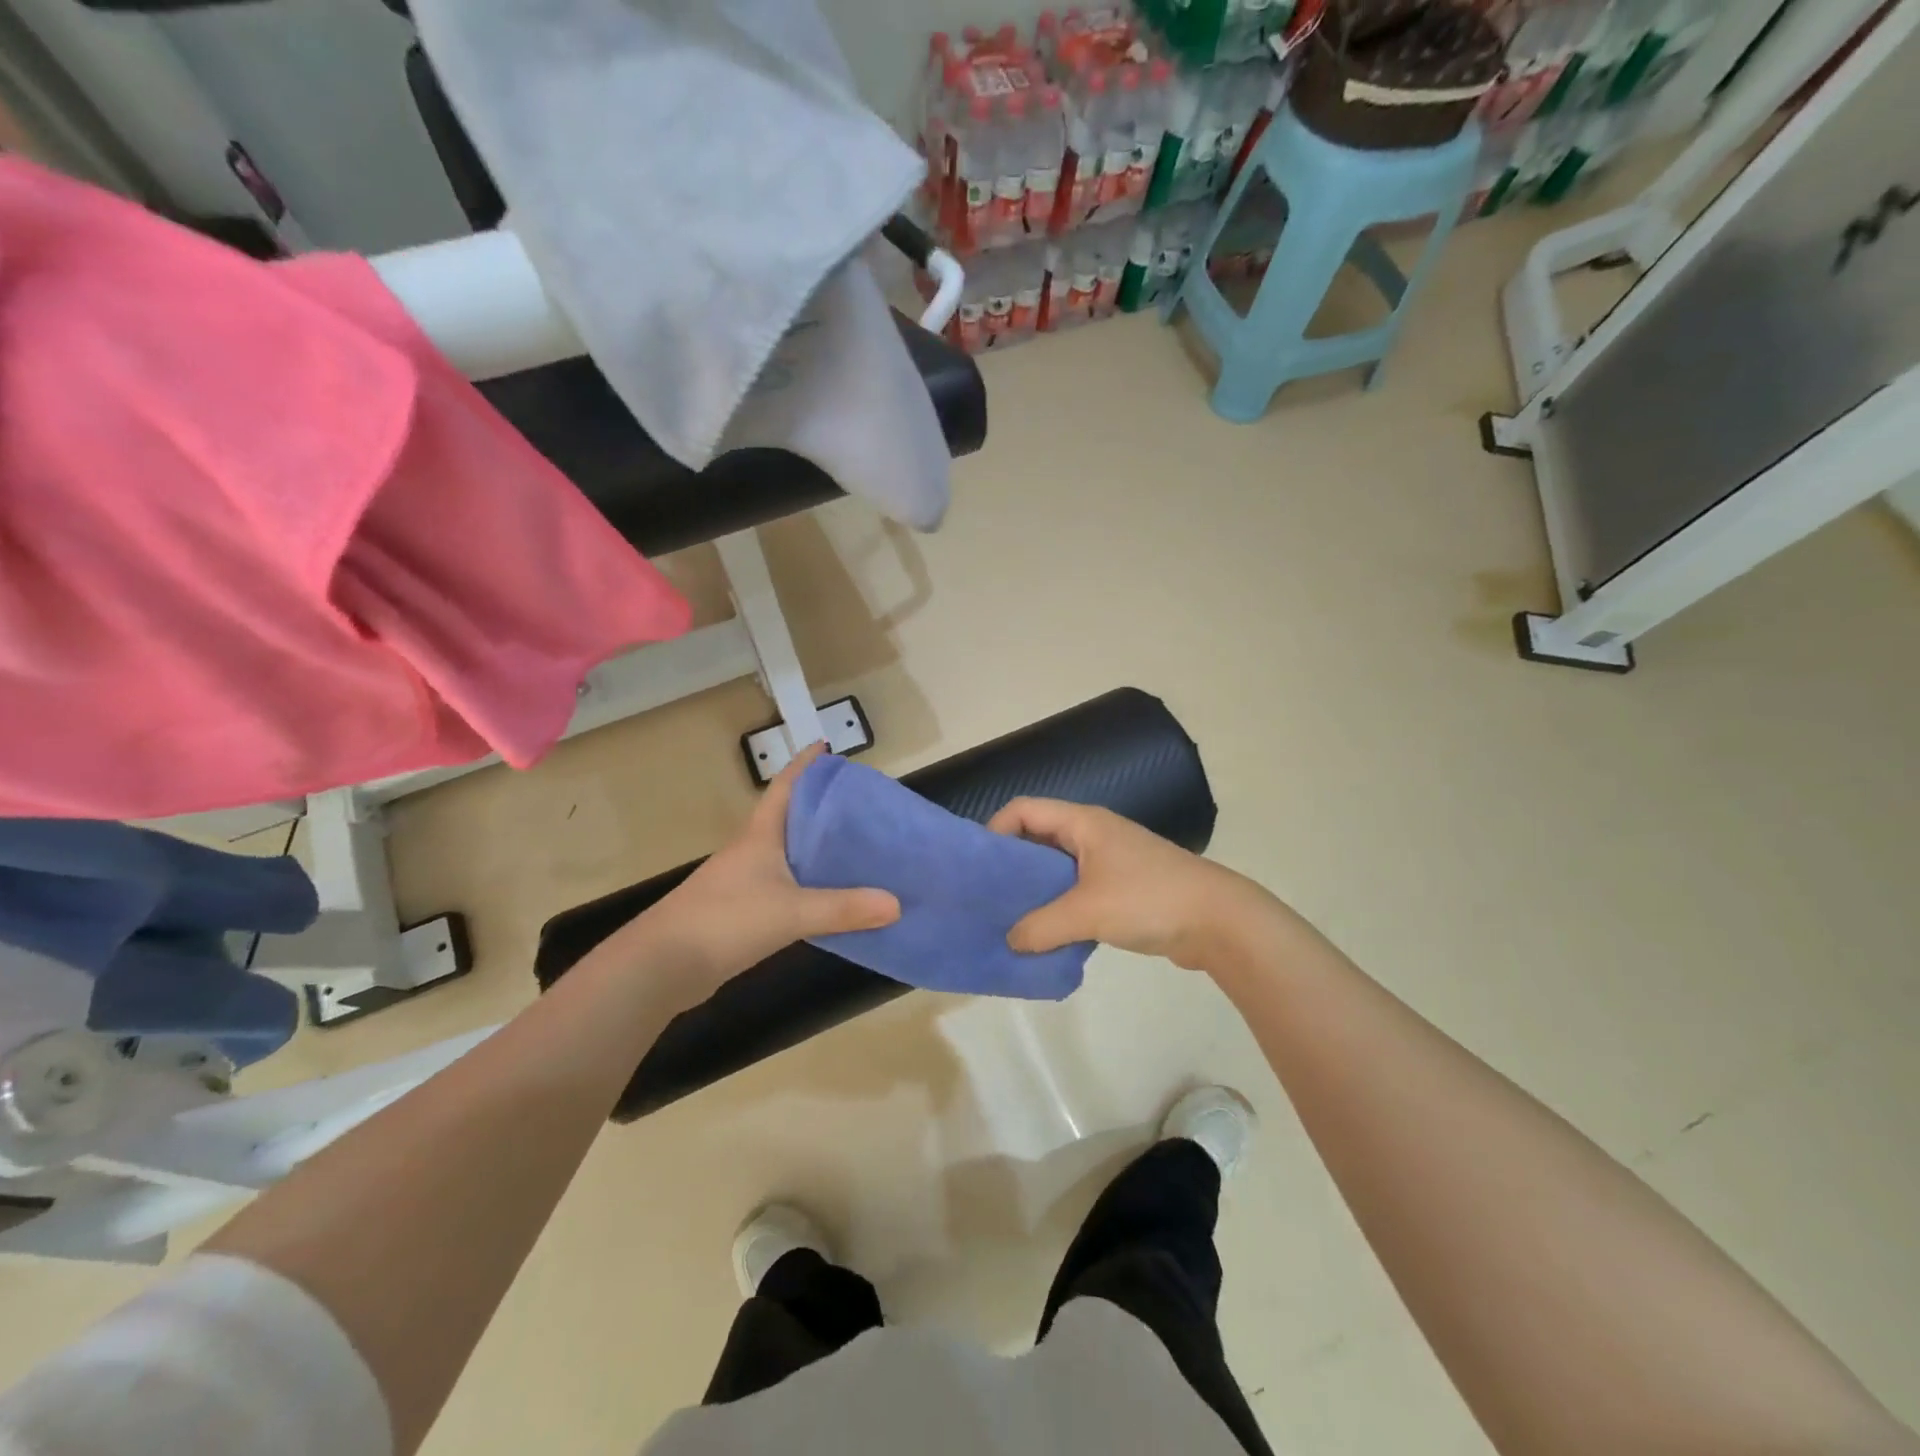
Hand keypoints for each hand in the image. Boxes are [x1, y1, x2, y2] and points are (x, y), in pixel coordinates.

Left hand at [619, 744, 899, 1003]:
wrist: (661, 966)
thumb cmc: (724, 921)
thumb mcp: (790, 911)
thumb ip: (843, 908)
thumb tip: (897, 904)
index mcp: (761, 834)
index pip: (786, 786)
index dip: (806, 764)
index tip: (828, 746)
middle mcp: (753, 850)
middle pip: (792, 817)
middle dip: (824, 806)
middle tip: (864, 805)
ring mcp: (746, 880)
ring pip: (791, 854)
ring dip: (819, 848)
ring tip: (859, 848)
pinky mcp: (743, 910)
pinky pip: (787, 887)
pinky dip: (811, 885)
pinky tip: (833, 897)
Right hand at [988, 798, 1272, 971]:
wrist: (1219, 921)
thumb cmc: (1148, 899)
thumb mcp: (1086, 912)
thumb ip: (1040, 926)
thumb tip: (1010, 940)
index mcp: (1083, 822)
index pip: (1024, 809)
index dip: (995, 829)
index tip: (978, 865)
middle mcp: (1093, 833)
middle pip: (1038, 837)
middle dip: (1011, 864)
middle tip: (986, 897)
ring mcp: (1110, 861)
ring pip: (1058, 868)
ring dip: (1035, 890)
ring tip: (1010, 919)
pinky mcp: (1122, 888)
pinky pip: (1077, 890)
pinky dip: (1058, 907)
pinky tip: (1046, 935)